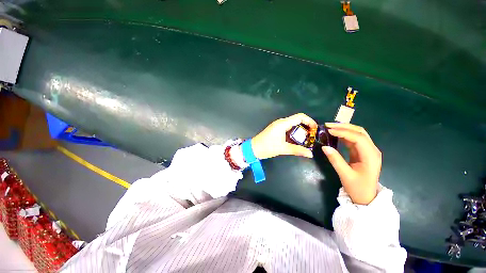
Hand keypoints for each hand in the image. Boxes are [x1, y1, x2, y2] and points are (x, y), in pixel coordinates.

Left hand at [251, 113, 317, 159]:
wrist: (253, 149)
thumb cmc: (267, 147)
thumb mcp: (283, 149)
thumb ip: (297, 150)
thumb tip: (310, 154)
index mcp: (282, 124)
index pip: (300, 117)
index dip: (310, 121)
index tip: (315, 130)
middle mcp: (281, 122)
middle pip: (297, 120)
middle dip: (306, 127)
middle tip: (312, 137)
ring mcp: (278, 126)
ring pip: (293, 125)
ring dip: (300, 131)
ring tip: (306, 140)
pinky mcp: (276, 130)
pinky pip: (288, 128)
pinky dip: (294, 133)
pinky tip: (297, 140)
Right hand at [322, 123, 380, 204]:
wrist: (366, 197)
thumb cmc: (357, 188)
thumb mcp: (345, 175)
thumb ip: (335, 160)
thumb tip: (324, 147)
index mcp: (371, 156)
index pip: (358, 138)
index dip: (343, 132)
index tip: (329, 130)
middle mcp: (372, 150)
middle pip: (360, 132)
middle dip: (344, 126)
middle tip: (328, 125)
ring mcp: (368, 150)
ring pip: (357, 134)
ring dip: (344, 129)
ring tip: (330, 127)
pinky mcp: (362, 152)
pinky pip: (354, 139)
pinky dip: (344, 135)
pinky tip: (335, 134)